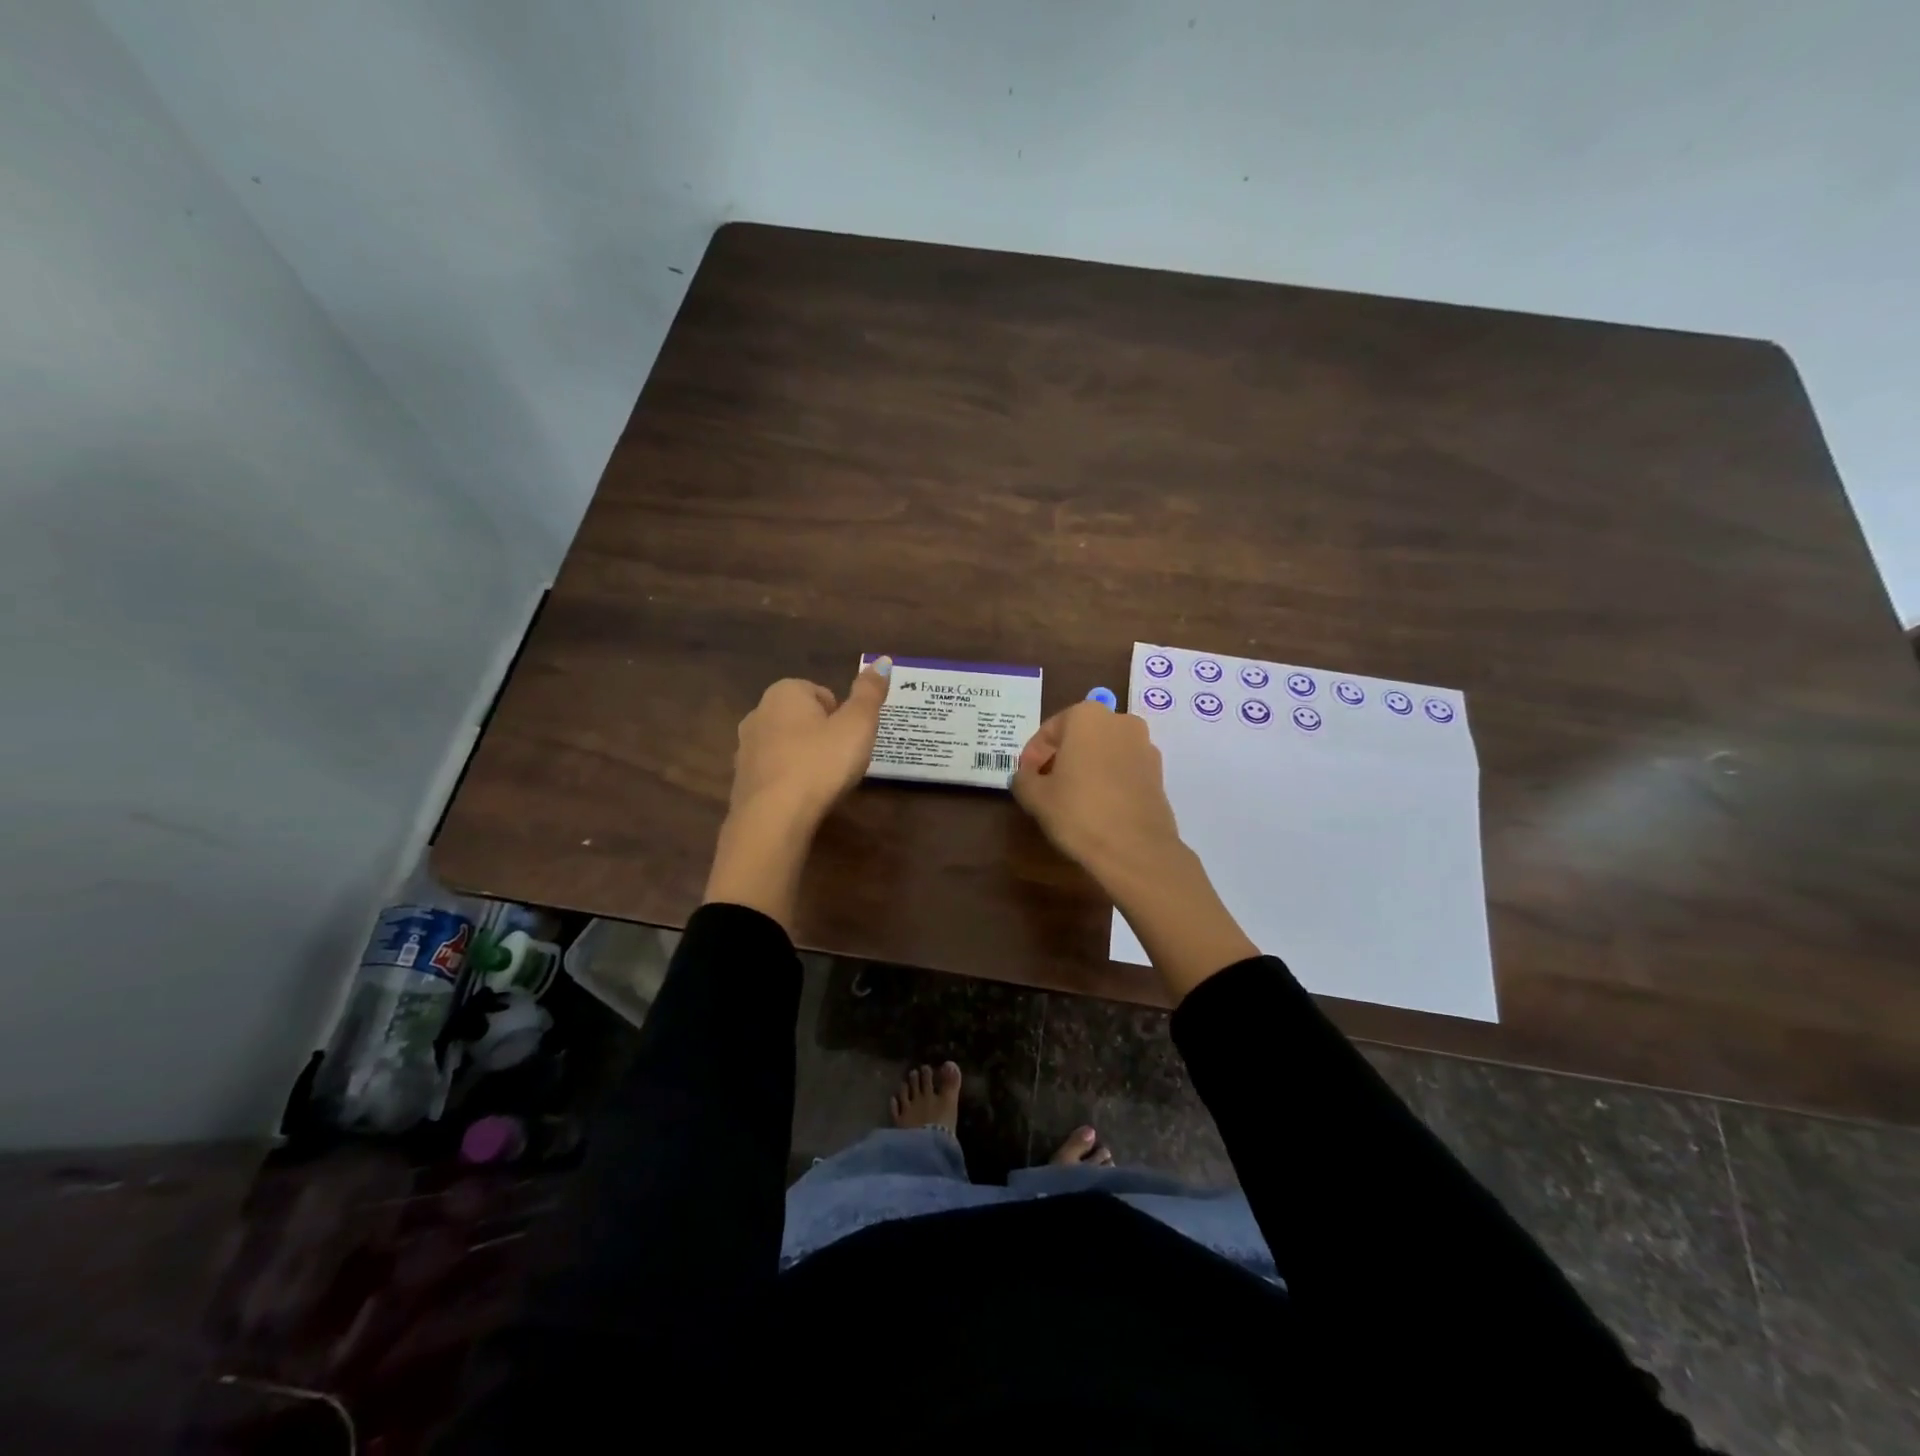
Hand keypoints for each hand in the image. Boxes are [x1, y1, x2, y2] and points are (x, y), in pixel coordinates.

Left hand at [728, 661, 892, 827]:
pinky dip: (789, 780)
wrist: (774, 817)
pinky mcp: (741, 780)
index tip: (851, 739)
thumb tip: (882, 660)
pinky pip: (774, 772)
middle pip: (802, 718)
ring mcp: (745, 748)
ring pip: (786, 745)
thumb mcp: (858, 725)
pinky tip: (803, 798)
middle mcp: (758, 713)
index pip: (821, 693)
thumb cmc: (821, 762)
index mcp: (785, 692)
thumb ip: (870, 692)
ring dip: (804, 758)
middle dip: (822, 735)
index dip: (842, 716)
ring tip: (825, 782)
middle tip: (842, 760)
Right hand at [1012, 700, 1184, 894]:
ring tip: (1071, 797)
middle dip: (1061, 758)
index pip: (1049, 731)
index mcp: (1087, 716)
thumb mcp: (1035, 796)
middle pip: (1079, 736)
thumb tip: (1026, 776)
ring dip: (1085, 767)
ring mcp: (1144, 746)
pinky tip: (1096, 805)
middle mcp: (1120, 721)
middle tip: (1045, 785)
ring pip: (1103, 751)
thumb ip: (1023, 779)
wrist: (1135, 849)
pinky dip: (1107, 779)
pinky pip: (1123, 769)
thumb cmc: (1078, 812)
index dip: (1032, 756)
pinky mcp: (1158, 772)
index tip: (1025, 778)